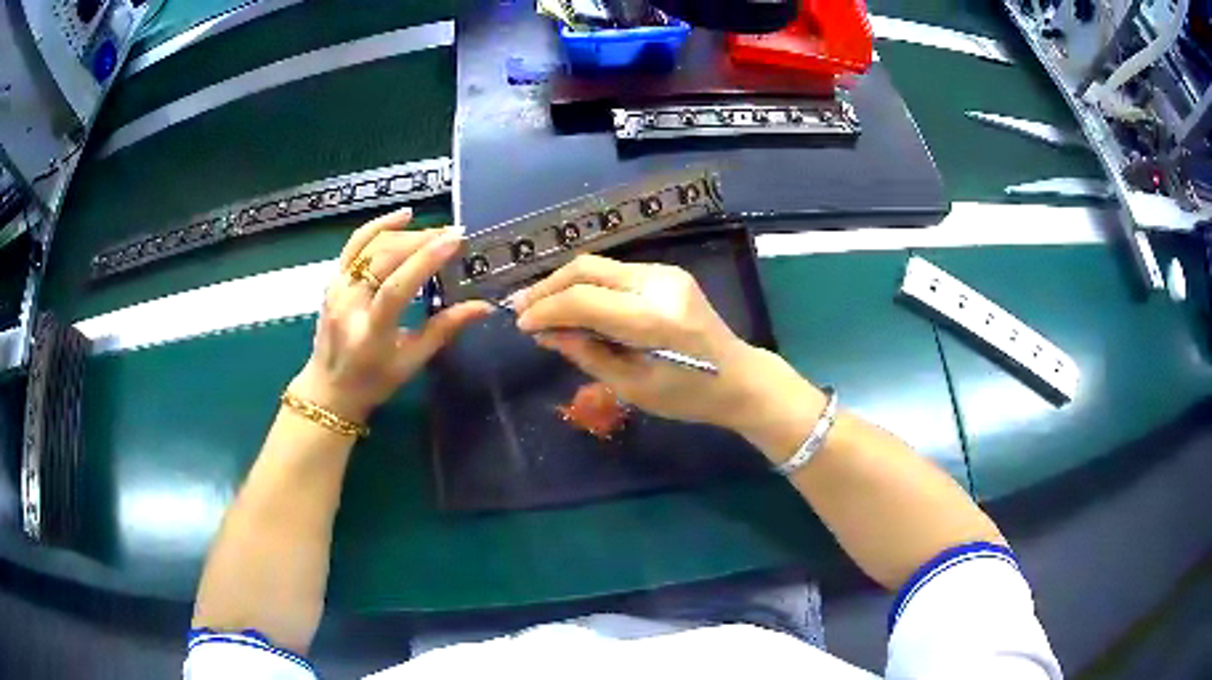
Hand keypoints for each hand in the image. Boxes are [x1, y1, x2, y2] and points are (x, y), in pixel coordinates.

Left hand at [289, 208, 492, 423]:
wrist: (328, 390)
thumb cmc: (373, 382)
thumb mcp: (411, 363)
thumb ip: (444, 330)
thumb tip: (483, 306)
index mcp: (370, 333)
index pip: (396, 289)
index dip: (425, 261)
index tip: (455, 241)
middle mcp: (348, 305)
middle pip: (383, 259)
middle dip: (421, 241)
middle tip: (453, 235)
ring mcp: (336, 289)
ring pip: (370, 246)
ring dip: (405, 233)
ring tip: (434, 231)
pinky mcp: (333, 280)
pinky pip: (355, 245)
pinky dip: (379, 227)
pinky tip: (403, 217)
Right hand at [512, 254, 774, 429]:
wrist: (739, 377)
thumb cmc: (688, 396)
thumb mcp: (631, 386)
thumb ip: (585, 353)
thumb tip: (544, 333)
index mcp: (653, 319)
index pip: (583, 299)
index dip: (545, 309)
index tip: (519, 324)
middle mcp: (658, 284)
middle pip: (587, 268)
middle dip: (548, 287)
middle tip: (520, 308)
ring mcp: (665, 273)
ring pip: (598, 266)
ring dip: (565, 284)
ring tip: (539, 307)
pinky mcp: (668, 273)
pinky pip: (615, 273)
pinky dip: (588, 286)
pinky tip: (574, 305)